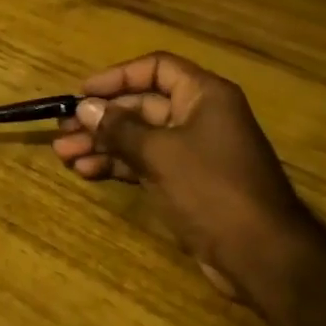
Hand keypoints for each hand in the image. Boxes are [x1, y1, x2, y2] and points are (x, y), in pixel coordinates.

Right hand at [52, 52, 305, 296]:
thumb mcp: (160, 154)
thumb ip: (120, 128)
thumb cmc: (212, 189)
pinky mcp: (187, 183)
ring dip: (103, 143)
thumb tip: (84, 107)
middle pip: (142, 105)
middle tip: (63, 130)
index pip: (156, 69)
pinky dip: (118, 165)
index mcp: (204, 96)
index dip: (117, 77)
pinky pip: (145, 163)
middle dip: (102, 118)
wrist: (262, 256)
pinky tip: (87, 171)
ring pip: (139, 137)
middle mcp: (199, 116)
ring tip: (65, 155)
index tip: (83, 93)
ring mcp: (193, 151)